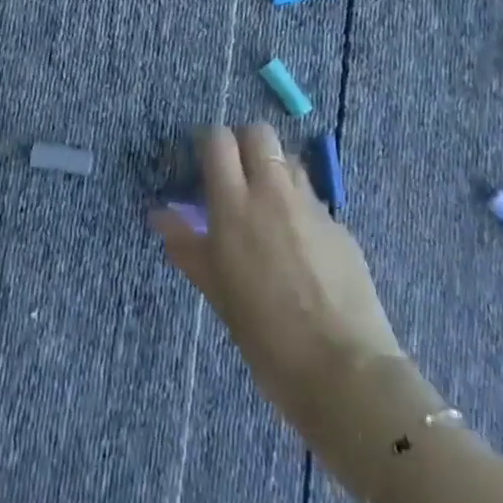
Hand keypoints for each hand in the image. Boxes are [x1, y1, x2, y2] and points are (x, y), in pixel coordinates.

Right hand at [151, 124, 403, 439]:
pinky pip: (312, 197)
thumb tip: (159, 215)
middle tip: (232, 177)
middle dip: (242, 143)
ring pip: (288, 159)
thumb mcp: (218, 292)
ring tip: (265, 206)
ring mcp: (312, 205)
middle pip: (258, 133)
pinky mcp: (340, 224)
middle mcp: (274, 193)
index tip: (199, 165)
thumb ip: (188, 246)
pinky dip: (297, 204)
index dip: (206, 144)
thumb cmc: (266, 337)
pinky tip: (297, 242)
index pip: (218, 140)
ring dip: (272, 169)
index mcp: (235, 207)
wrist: (343, 368)